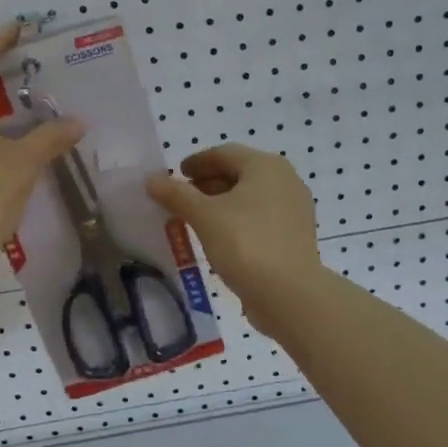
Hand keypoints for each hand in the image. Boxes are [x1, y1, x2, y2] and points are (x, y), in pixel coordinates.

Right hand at [148, 144, 322, 332]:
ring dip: (223, 202)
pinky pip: (262, 216)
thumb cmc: (245, 244)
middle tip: (183, 197)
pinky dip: (239, 219)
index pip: (224, 153)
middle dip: (209, 183)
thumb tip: (151, 179)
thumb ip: (176, 195)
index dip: (197, 161)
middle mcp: (286, 179)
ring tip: (197, 218)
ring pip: (251, 196)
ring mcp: (294, 208)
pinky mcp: (296, 233)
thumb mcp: (204, 217)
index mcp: (265, 166)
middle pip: (240, 172)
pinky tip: (222, 236)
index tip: (176, 173)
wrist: (289, 293)